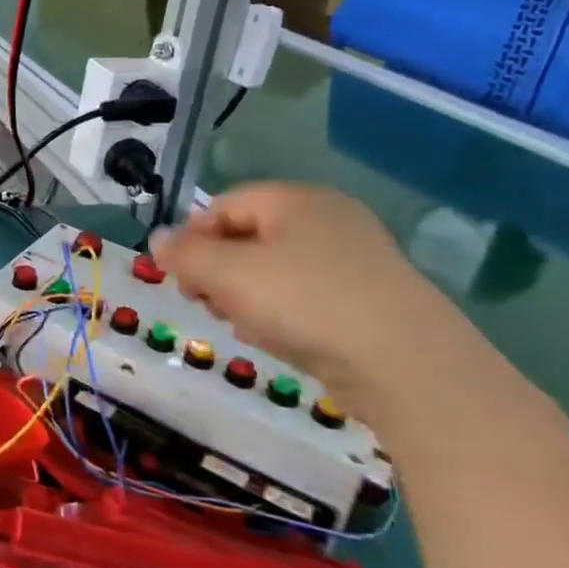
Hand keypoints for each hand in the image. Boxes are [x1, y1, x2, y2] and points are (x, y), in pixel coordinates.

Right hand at [150, 183, 470, 420]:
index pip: (222, 206)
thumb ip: (183, 253)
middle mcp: (328, 219)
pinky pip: (307, 296)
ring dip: (246, 296)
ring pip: (276, 270)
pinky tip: (278, 339)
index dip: (192, 238)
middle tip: (206, 302)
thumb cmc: (305, 303)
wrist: (410, 368)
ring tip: (243, 326)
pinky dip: (283, 313)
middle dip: (218, 270)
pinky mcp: (372, 300)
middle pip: (248, 237)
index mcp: (294, 199)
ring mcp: (356, 260)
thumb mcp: (226, 273)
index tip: (180, 277)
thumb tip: (158, 240)